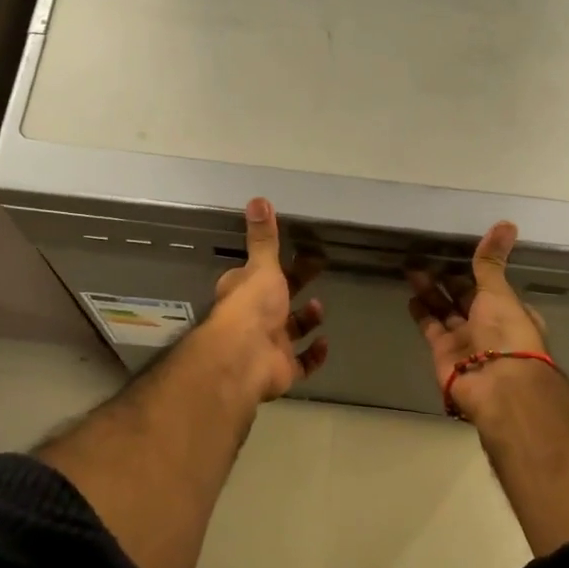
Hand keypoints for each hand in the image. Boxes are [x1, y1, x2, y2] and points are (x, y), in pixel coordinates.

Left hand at [204, 198, 328, 401]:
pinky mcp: (282, 369)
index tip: (297, 251)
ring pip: (290, 332)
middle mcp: (254, 318)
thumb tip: (258, 199)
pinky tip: (324, 343)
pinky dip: (314, 355)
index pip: (257, 274)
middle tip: (318, 269)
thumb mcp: (261, 266)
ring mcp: (268, 345)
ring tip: (319, 306)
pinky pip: (302, 363)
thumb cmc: (252, 306)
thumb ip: (263, 237)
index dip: (273, 264)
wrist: (245, 358)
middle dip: (296, 286)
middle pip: (278, 300)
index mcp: (244, 292)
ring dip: (306, 320)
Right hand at [407, 221, 550, 421]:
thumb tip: (506, 223)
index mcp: (509, 312)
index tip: (458, 252)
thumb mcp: (499, 291)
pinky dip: (421, 313)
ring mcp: (465, 341)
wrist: (497, 385)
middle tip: (426, 256)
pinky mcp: (443, 353)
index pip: (491, 287)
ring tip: (411, 268)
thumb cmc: (506, 334)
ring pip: (445, 310)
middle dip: (448, 279)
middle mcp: (488, 326)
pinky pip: (431, 328)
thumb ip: (491, 260)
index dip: (475, 272)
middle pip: (465, 298)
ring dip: (430, 291)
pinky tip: (411, 296)